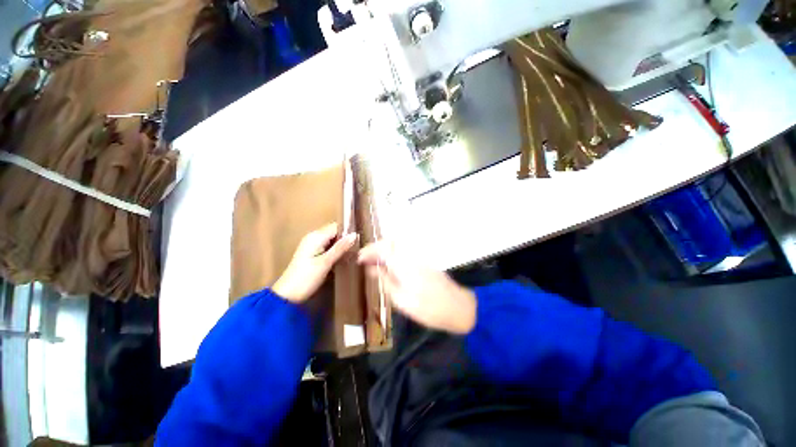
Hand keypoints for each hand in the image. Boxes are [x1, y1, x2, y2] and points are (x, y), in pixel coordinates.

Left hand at [273, 223, 357, 302]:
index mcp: (316, 236)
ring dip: (340, 246)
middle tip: (356, 250)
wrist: (287, 295)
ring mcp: (311, 245)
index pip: (336, 227)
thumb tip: (354, 234)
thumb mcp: (326, 262)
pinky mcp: (311, 253)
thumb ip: (340, 247)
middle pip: (334, 232)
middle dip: (345, 239)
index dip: (348, 232)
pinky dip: (334, 251)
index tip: (358, 242)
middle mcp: (313, 237)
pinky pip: (327, 247)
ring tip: (351, 255)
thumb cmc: (307, 277)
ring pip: (331, 240)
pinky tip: (340, 259)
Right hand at [358, 241, 476, 333]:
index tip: (358, 259)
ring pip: (398, 244)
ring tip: (374, 260)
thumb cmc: (428, 309)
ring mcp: (419, 255)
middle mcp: (411, 255)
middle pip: (390, 242)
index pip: (382, 249)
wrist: (458, 306)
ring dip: (384, 248)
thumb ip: (385, 281)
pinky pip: (405, 250)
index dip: (368, 251)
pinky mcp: (424, 259)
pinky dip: (393, 252)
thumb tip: (370, 269)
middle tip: (365, 258)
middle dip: (375, 247)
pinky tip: (389, 263)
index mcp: (404, 264)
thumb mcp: (401, 300)